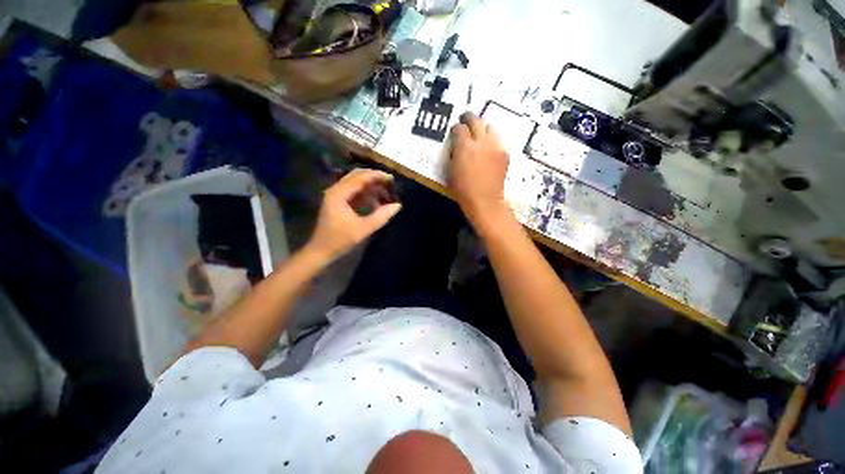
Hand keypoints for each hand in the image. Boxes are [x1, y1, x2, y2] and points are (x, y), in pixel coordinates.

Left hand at [305, 169, 401, 263]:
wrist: (321, 251)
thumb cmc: (340, 240)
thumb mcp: (363, 229)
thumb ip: (381, 216)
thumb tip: (398, 205)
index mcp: (339, 194)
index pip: (360, 178)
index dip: (377, 176)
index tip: (392, 178)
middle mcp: (336, 190)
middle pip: (357, 176)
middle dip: (374, 178)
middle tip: (389, 183)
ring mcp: (336, 196)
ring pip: (355, 184)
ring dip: (370, 187)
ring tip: (385, 193)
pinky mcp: (338, 202)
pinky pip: (353, 193)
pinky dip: (365, 194)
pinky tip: (376, 202)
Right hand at [448, 112, 511, 230]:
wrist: (485, 201)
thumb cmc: (463, 190)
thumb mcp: (451, 171)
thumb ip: (454, 154)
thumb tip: (457, 146)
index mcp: (465, 147)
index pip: (459, 128)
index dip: (456, 128)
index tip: (454, 130)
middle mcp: (481, 142)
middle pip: (476, 120)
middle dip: (469, 118)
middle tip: (465, 119)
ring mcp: (495, 147)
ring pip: (490, 128)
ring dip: (482, 129)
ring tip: (479, 135)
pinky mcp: (504, 154)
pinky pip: (497, 141)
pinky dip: (491, 142)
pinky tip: (488, 150)